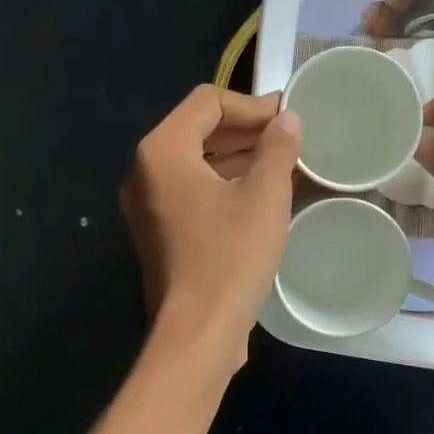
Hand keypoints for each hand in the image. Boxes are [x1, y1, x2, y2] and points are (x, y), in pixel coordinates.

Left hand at [119, 85, 301, 373]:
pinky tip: (259, 194)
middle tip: (288, 137)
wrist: (197, 332)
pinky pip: (191, 191)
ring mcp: (148, 204)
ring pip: (194, 161)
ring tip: (281, 163)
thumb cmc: (230, 256)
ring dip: (236, 156)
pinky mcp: (158, 232)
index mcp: (162, 151)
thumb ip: (277, 148)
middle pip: (197, 128)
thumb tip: (287, 119)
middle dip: (244, 129)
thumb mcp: (264, 195)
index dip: (252, 104)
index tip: (288, 119)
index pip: (207, 102)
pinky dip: (223, 183)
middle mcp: (145, 171)